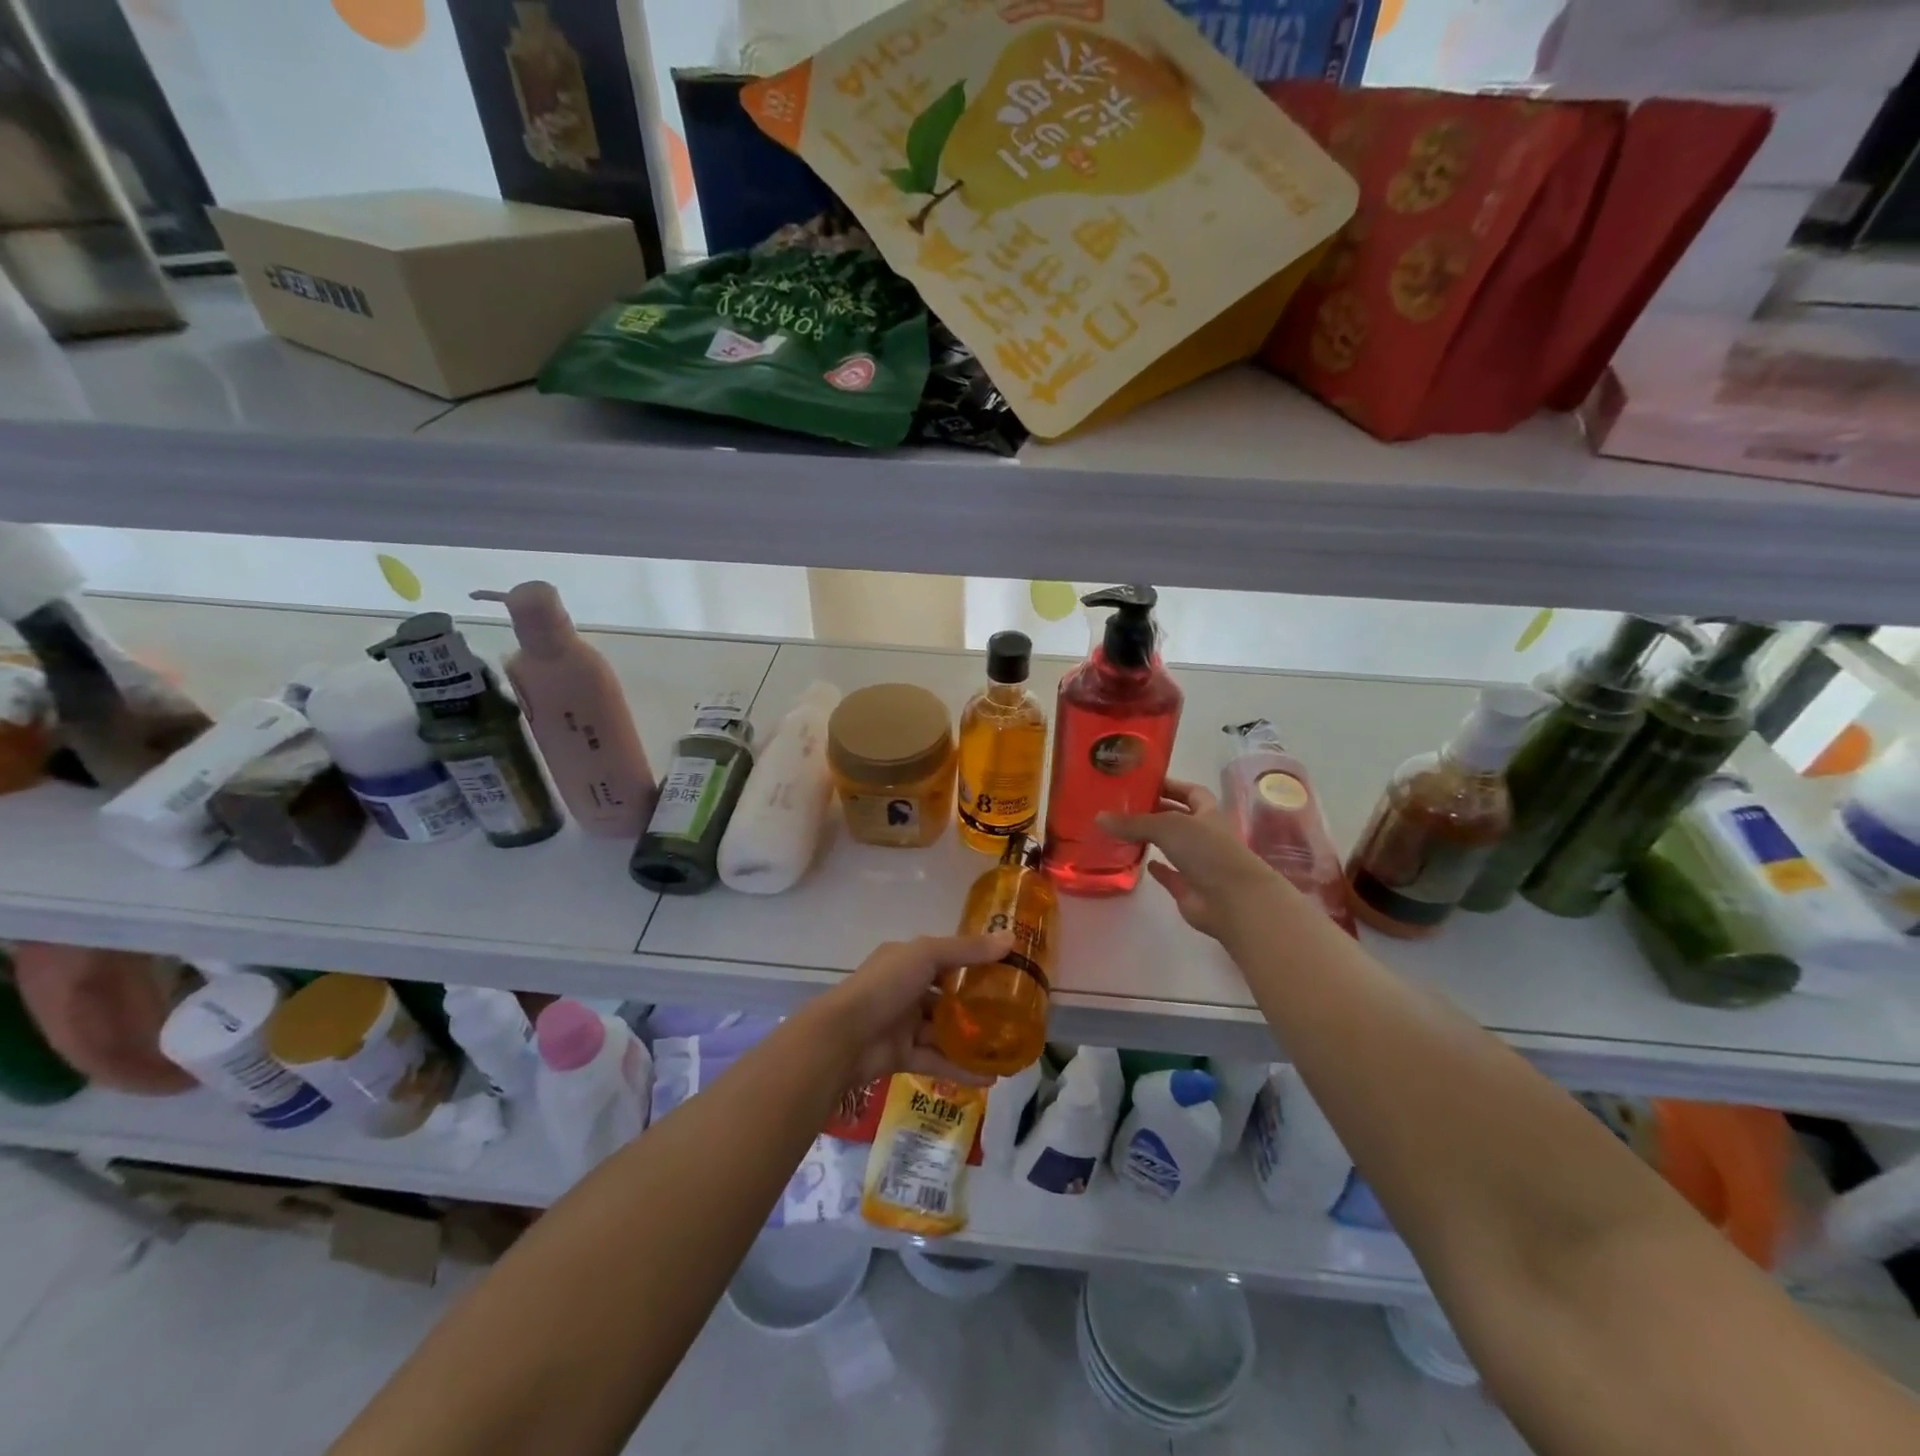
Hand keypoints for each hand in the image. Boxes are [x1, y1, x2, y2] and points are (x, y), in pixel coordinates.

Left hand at [819, 931, 1013, 1088]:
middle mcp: (905, 989)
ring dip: (971, 1039)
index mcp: (906, 960)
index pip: (945, 958)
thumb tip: (1011, 938)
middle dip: (975, 1004)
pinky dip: (961, 1069)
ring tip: (1005, 1047)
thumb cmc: (885, 986)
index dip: (974, 962)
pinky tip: (990, 1078)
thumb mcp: (927, 956)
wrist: (844, 1038)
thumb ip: (967, 950)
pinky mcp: (903, 1056)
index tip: (1006, 970)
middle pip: (946, 996)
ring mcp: (903, 1025)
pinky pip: (937, 1061)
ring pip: (943, 1031)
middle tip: (1011, 1013)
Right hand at [1098, 779, 1285, 942]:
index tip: (1144, 782)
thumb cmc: (1207, 851)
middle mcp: (1205, 835)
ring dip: (1154, 839)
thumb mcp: (1167, 826)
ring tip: (1123, 831)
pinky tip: (1140, 862)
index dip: (1171, 785)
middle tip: (1124, 806)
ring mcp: (1199, 862)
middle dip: (1157, 811)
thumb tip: (1099, 817)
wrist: (1232, 899)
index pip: (1191, 792)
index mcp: (1208, 813)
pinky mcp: (1190, 887)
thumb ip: (1133, 822)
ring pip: (1173, 846)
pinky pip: (1171, 875)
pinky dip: (1158, 869)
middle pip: (1179, 818)